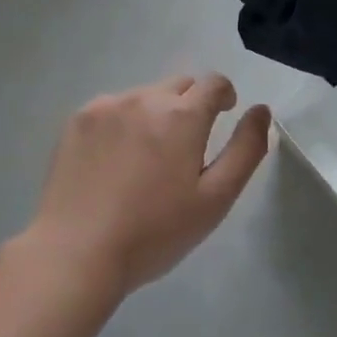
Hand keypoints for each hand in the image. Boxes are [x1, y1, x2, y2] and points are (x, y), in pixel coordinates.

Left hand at [28, 74, 271, 297]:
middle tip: (185, 146)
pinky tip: (113, 162)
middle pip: (180, 85)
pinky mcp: (78, 120)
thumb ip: (246, 149)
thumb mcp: (215, 198)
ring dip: (155, 114)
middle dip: (191, 104)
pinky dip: (122, 123)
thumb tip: (261, 110)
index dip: (224, 95)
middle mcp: (145, 98)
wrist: (75, 253)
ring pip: (145, 96)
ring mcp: (107, 106)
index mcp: (182, 115)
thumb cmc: (154, 232)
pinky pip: (112, 108)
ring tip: (146, 159)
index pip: (214, 82)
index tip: (223, 115)